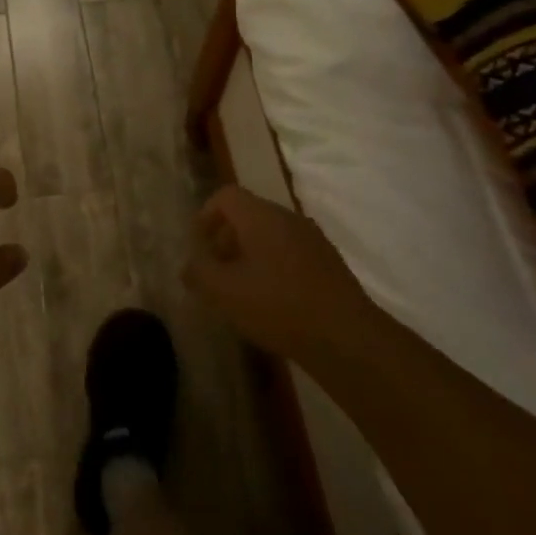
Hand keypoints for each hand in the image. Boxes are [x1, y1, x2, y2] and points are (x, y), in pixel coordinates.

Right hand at [183, 186, 370, 364]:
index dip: (205, 215)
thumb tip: (188, 266)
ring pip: (270, 234)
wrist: (347, 338)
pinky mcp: (328, 263)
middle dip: (225, 238)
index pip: (226, 196)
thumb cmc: (278, 306)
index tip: (197, 245)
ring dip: (248, 254)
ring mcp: (313, 239)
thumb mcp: (225, 292)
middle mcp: (288, 218)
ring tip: (240, 290)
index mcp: (261, 216)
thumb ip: (200, 273)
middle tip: (214, 271)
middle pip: (248, 214)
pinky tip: (270, 301)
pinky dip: (272, 266)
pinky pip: (289, 252)